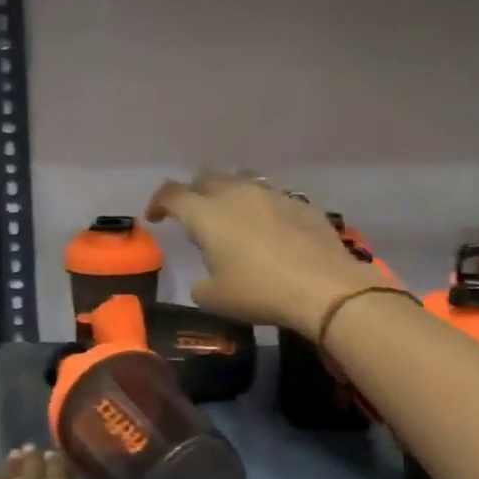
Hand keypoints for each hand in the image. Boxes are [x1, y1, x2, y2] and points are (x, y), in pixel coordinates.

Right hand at [147, 171, 380, 335]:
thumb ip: (201, 285)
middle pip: (207, 179)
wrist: (324, 287)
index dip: (158, 203)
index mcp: (207, 214)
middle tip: (193, 215)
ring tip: (231, 217)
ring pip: (241, 181)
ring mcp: (271, 195)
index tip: (155, 217)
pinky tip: (268, 230)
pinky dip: (260, 208)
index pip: (172, 194)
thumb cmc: (259, 292)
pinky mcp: (300, 203)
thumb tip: (204, 280)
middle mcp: (236, 194)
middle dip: (194, 193)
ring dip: (229, 195)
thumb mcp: (215, 299)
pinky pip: (271, 197)